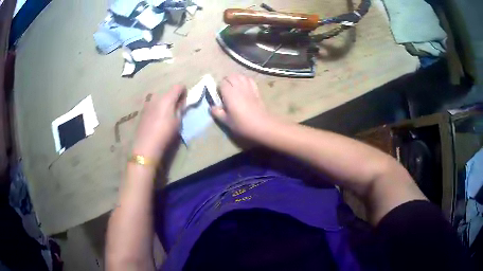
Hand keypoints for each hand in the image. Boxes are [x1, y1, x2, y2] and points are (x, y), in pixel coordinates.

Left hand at [132, 85, 185, 161]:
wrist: (146, 146)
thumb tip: (181, 102)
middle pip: (168, 92)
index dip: (184, 91)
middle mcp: (156, 97)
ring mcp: (147, 104)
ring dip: (164, 104)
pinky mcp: (142, 111)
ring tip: (165, 116)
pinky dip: (157, 109)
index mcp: (167, 98)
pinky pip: (152, 106)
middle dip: (173, 98)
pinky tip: (156, 121)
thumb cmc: (165, 134)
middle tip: (176, 110)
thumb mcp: (178, 122)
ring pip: (159, 99)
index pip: (179, 86)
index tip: (185, 101)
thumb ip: (180, 109)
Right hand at [210, 74, 272, 138]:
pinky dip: (245, 80)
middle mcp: (238, 86)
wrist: (262, 125)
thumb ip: (217, 112)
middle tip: (225, 91)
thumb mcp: (226, 121)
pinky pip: (249, 79)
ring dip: (235, 79)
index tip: (219, 96)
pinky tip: (244, 86)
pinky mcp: (256, 89)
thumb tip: (212, 107)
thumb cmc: (242, 124)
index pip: (221, 83)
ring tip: (234, 87)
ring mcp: (248, 87)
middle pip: (230, 76)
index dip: (219, 88)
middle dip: (226, 81)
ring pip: (240, 76)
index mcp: (229, 93)